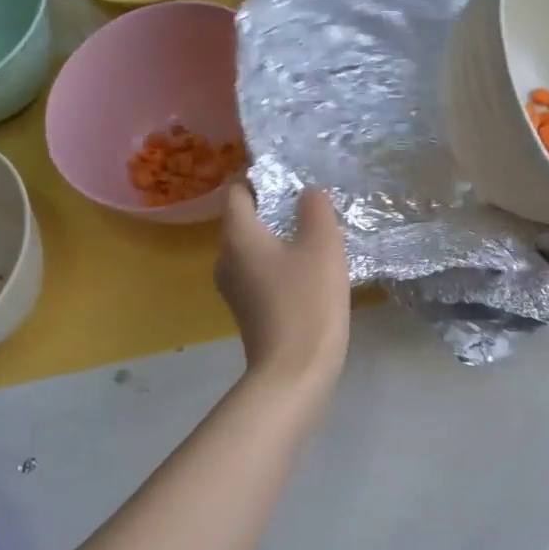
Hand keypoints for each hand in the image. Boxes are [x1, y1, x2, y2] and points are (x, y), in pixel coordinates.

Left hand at [215, 183, 350, 395]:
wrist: (294, 373)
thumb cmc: (307, 302)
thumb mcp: (323, 246)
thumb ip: (315, 209)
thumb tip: (307, 194)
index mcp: (237, 236)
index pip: (237, 192)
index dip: (259, 178)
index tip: (290, 176)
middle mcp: (225, 259)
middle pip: (244, 221)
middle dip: (273, 209)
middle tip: (310, 205)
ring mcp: (234, 289)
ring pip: (254, 250)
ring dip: (279, 240)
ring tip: (315, 237)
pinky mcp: (247, 313)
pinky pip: (261, 275)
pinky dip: (280, 267)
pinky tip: (309, 274)